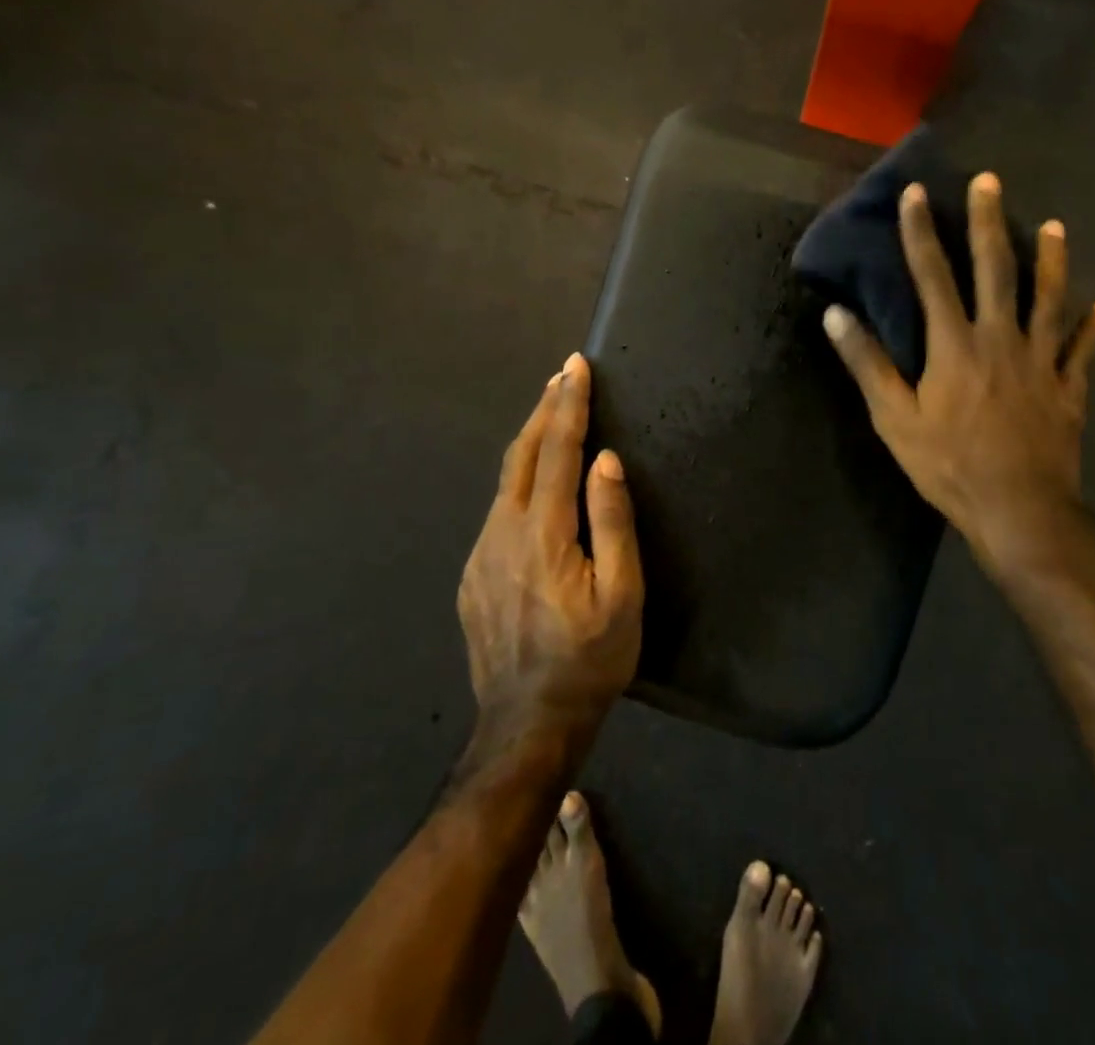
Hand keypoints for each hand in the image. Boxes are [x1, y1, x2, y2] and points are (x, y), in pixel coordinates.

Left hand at [457, 354, 643, 740]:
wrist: (526, 726)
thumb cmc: (590, 659)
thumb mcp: (622, 595)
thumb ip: (613, 522)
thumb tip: (606, 460)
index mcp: (544, 534)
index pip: (559, 451)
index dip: (569, 405)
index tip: (575, 367)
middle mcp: (503, 533)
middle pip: (523, 455)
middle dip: (544, 410)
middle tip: (561, 376)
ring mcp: (480, 555)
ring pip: (506, 482)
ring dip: (531, 443)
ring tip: (553, 418)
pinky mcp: (472, 576)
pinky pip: (498, 513)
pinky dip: (520, 482)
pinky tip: (535, 488)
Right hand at [821, 173, 1094, 588]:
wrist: (1020, 509)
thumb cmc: (949, 465)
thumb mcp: (894, 419)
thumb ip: (867, 364)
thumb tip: (835, 314)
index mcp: (954, 344)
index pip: (932, 275)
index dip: (920, 232)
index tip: (916, 192)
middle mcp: (1000, 338)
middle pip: (996, 269)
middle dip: (989, 222)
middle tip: (990, 182)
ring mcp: (1041, 360)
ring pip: (1049, 298)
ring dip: (1052, 259)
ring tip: (1055, 226)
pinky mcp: (1068, 386)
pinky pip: (1083, 349)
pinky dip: (1093, 327)